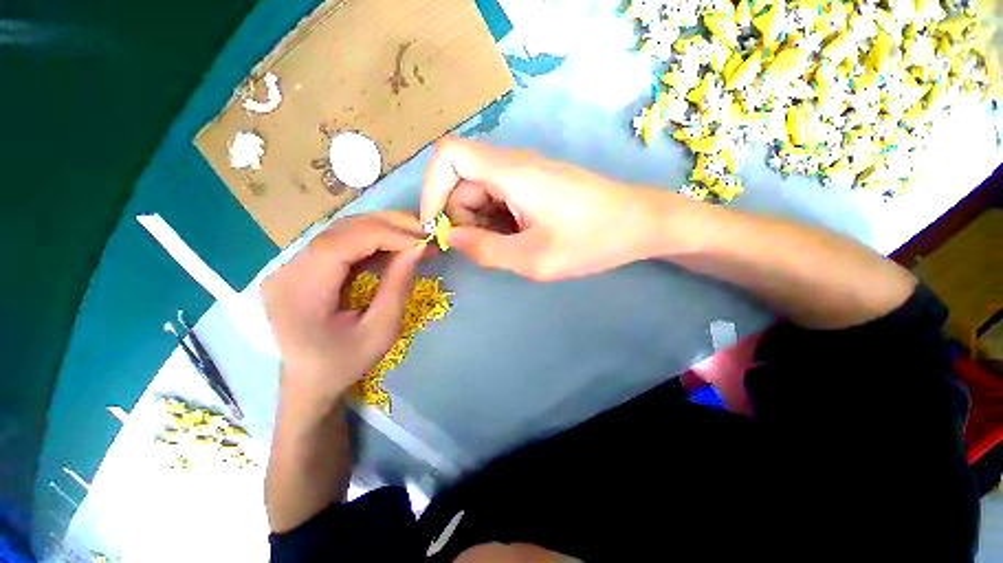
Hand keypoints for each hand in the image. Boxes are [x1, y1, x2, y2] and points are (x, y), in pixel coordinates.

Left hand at [262, 212, 424, 423]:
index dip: (385, 234)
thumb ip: (398, 286)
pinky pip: (342, 243)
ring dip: (383, 229)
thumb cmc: (345, 363)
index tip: (421, 240)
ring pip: (342, 231)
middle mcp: (287, 270)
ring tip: (415, 236)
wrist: (310, 381)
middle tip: (424, 230)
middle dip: (388, 225)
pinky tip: (395, 247)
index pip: (340, 244)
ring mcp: (293, 266)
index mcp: (299, 293)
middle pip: (340, 230)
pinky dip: (373, 240)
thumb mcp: (381, 331)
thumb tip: (418, 248)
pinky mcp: (305, 266)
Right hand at [420, 137, 675, 280]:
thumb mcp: (533, 258)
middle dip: (461, 217)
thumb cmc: (592, 240)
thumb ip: (485, 250)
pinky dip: (498, 221)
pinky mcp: (535, 184)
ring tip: (511, 248)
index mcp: (510, 171)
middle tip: (485, 249)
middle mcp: (513, 163)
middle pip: (461, 179)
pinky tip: (520, 239)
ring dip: (481, 223)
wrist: (640, 223)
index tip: (437, 227)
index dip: (431, 189)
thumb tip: (451, 238)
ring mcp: (525, 173)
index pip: (448, 155)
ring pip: (480, 192)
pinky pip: (499, 198)